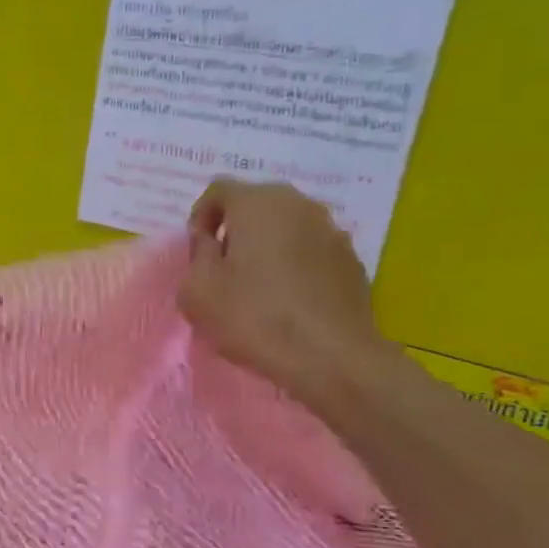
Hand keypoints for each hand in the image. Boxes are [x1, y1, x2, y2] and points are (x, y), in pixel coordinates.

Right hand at [178, 180, 395, 404]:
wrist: (331, 357)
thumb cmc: (254, 318)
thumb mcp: (198, 290)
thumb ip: (197, 254)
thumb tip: (210, 240)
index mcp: (257, 203)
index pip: (219, 190)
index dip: (201, 217)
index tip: (197, 253)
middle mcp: (298, 204)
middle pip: (256, 205)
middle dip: (235, 230)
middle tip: (223, 269)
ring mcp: (331, 230)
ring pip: (286, 227)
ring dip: (267, 247)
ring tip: (257, 287)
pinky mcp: (351, 260)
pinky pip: (310, 251)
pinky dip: (294, 265)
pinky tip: (288, 301)